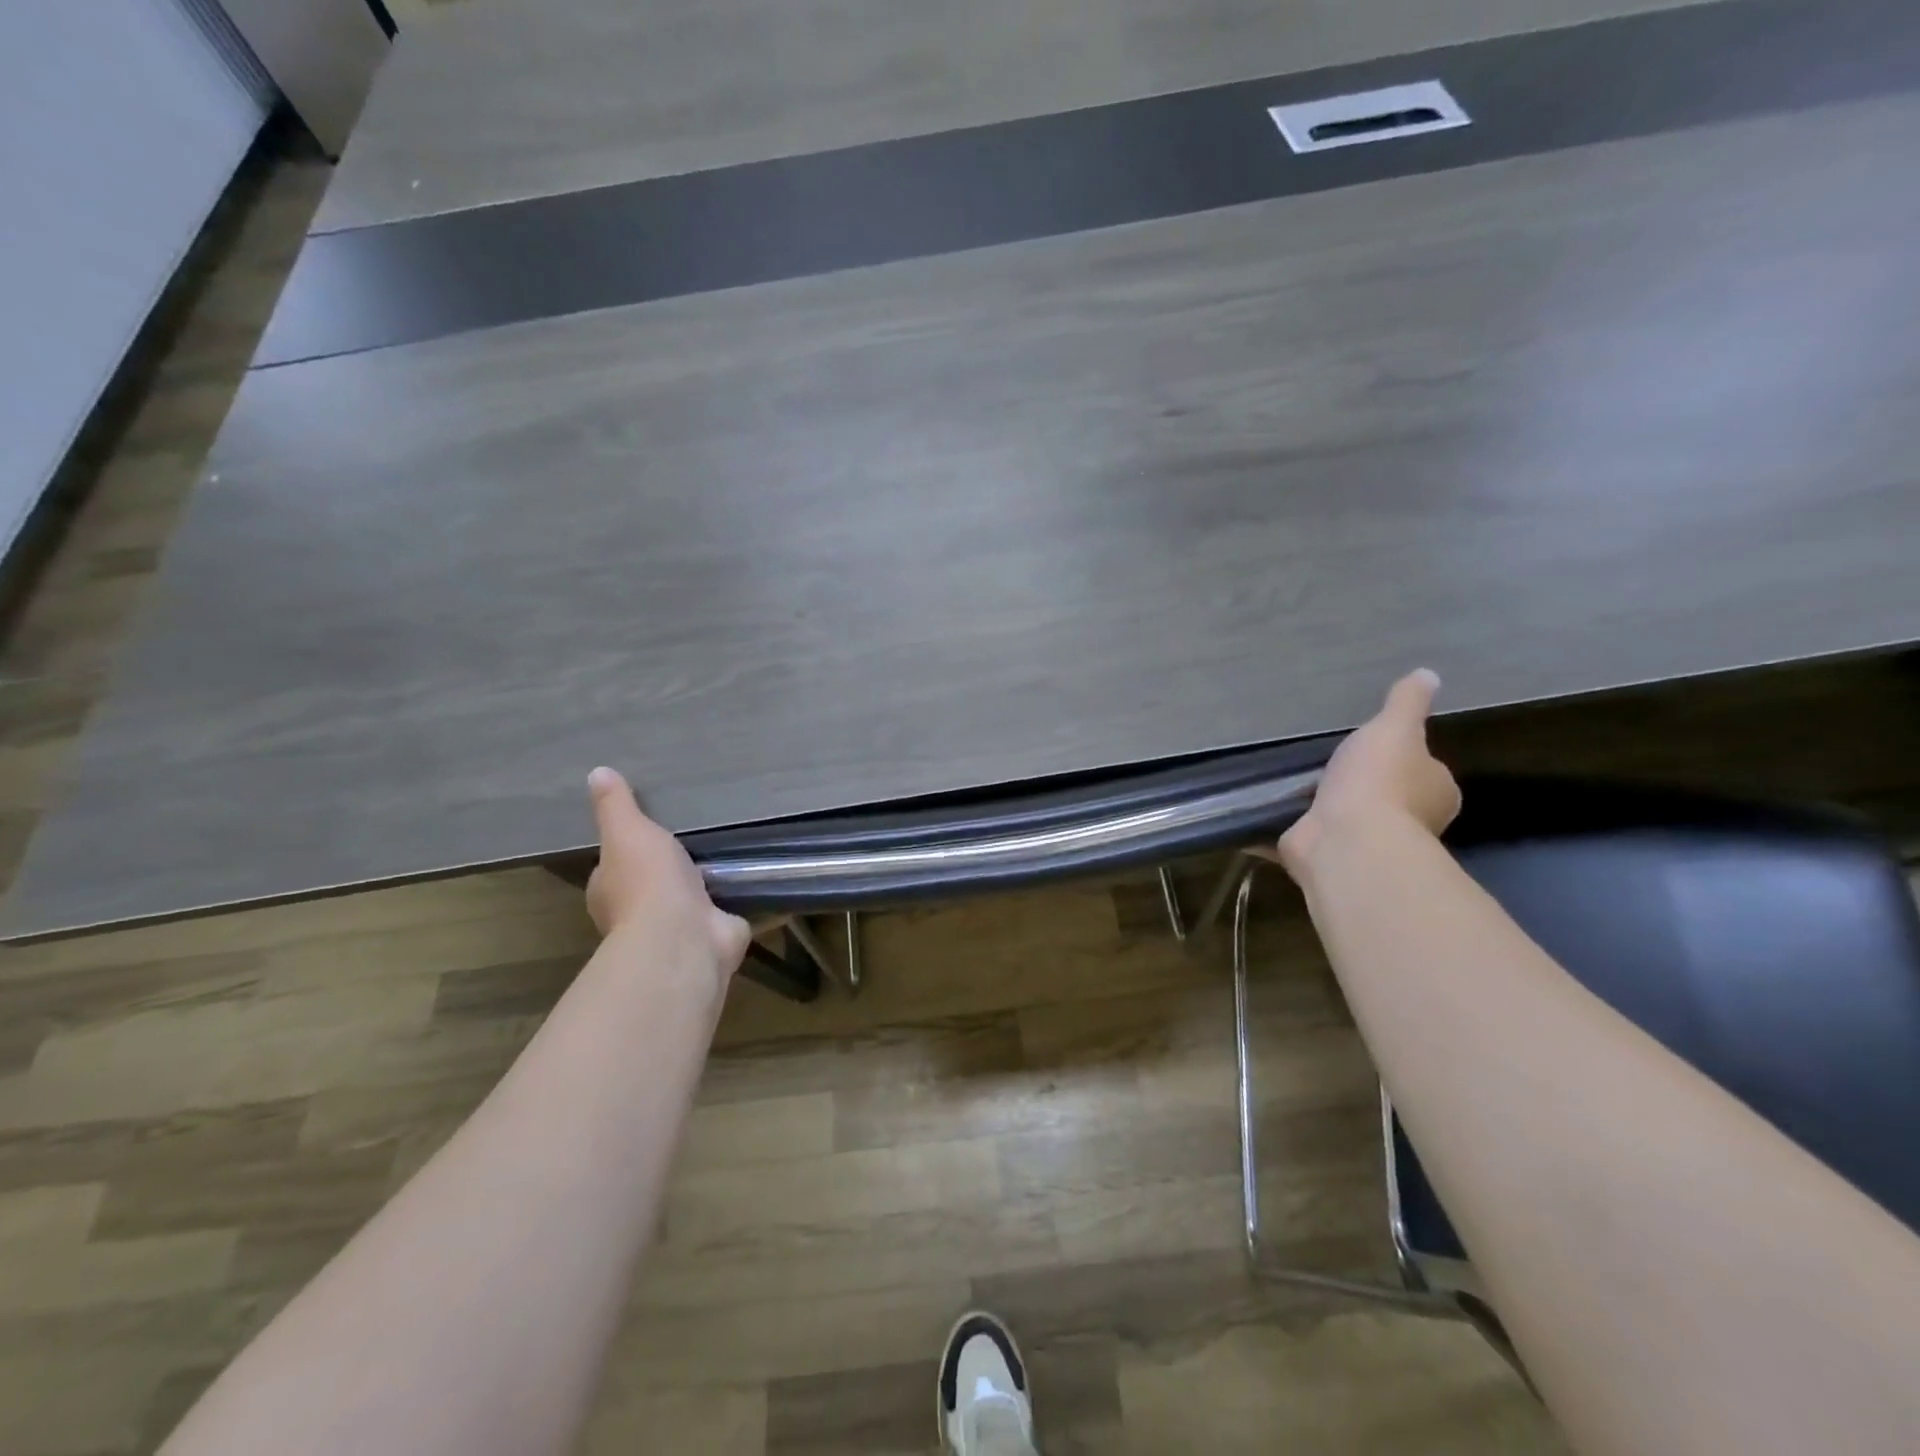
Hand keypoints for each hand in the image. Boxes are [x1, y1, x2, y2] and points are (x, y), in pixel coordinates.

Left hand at [585, 767, 750, 979]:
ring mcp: (677, 930)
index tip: (649, 833)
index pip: (615, 868)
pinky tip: (748, 882)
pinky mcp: (712, 936)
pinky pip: (723, 914)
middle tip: (693, 842)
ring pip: (689, 901)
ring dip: (702, 888)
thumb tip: (596, 772)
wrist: (684, 936)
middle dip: (669, 871)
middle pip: (651, 886)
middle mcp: (638, 916)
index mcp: (610, 892)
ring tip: (725, 857)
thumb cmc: (647, 882)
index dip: (628, 851)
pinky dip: (732, 903)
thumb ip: (616, 806)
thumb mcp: (628, 831)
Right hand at [1277, 669, 1460, 881]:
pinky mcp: (1325, 855)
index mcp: (1434, 793)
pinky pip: (1305, 836)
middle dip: (1362, 785)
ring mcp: (1365, 844)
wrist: (1345, 841)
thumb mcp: (1394, 727)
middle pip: (1386, 797)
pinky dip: (1287, 828)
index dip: (1404, 759)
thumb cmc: (1379, 781)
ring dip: (1323, 807)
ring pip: (1346, 819)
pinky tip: (1264, 811)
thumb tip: (1428, 674)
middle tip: (1329, 762)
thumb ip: (1407, 703)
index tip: (1377, 748)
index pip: (1424, 771)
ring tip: (1291, 781)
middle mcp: (1409, 824)